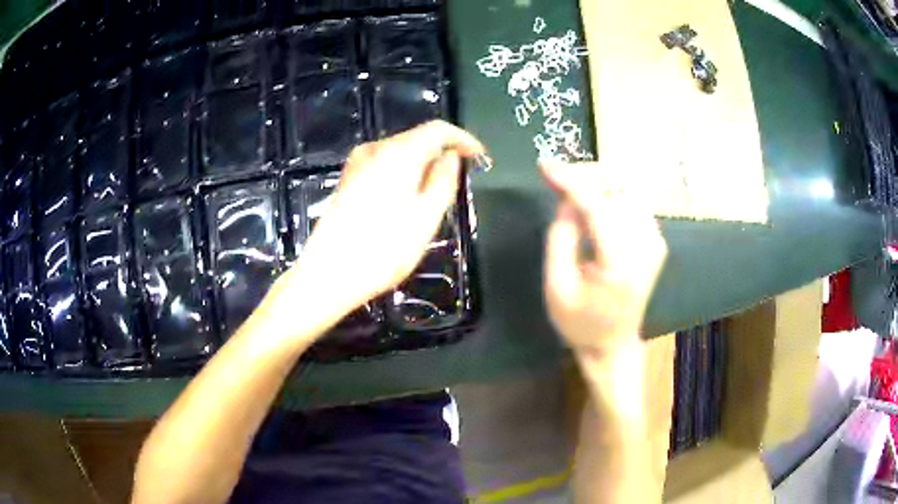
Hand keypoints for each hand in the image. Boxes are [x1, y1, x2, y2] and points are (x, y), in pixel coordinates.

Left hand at [275, 121, 485, 326]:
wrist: (330, 273)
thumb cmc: (384, 249)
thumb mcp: (426, 216)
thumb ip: (444, 180)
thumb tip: (451, 157)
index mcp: (398, 153)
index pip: (438, 129)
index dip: (463, 139)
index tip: (479, 157)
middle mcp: (375, 149)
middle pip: (417, 138)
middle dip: (442, 153)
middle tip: (459, 181)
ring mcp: (357, 163)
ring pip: (400, 152)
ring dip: (422, 165)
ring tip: (434, 195)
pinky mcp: (348, 179)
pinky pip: (384, 164)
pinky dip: (403, 173)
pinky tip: (407, 199)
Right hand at [542, 160, 666, 353]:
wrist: (613, 344)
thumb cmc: (580, 323)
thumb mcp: (556, 286)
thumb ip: (561, 235)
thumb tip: (567, 196)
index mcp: (620, 264)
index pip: (598, 206)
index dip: (571, 180)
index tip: (543, 165)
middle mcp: (646, 247)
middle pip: (619, 188)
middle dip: (585, 174)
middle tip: (556, 176)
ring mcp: (656, 241)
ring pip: (629, 188)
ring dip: (599, 179)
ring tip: (571, 185)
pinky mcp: (657, 240)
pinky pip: (635, 200)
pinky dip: (612, 190)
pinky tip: (592, 197)